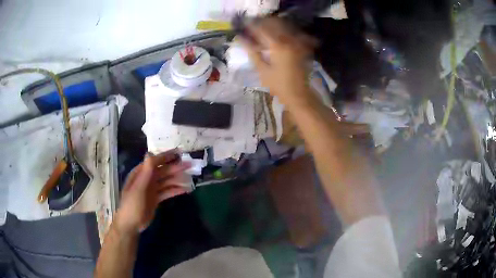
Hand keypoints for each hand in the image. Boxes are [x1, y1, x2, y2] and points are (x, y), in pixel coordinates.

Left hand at [114, 150, 190, 233]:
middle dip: (175, 167)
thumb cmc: (132, 205)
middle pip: (163, 171)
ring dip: (177, 179)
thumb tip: (149, 152)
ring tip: (190, 178)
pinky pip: (167, 192)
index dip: (167, 156)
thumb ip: (146, 172)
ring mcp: (151, 189)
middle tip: (190, 164)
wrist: (131, 224)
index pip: (155, 161)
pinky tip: (185, 190)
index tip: (180, 152)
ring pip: (166, 181)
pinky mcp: (156, 199)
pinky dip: (175, 190)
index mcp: (140, 173)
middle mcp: (146, 179)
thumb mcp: (138, 188)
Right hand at [240, 18, 315, 106]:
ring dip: (272, 25)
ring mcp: (297, 42)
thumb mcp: (262, 70)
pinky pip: (292, 33)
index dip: (251, 25)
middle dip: (262, 23)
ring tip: (263, 31)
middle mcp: (289, 40)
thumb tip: (241, 39)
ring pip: (284, 26)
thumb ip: (252, 52)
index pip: (261, 29)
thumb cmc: (278, 85)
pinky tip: (277, 36)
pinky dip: (283, 31)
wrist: (299, 94)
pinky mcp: (302, 47)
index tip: (243, 26)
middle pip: (274, 23)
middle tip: (253, 27)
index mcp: (277, 45)